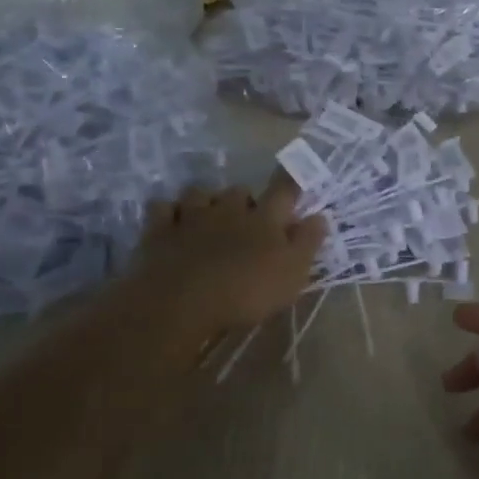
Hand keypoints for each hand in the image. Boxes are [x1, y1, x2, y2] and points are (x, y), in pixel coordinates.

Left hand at [125, 179, 326, 346]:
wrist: (182, 302)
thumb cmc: (246, 291)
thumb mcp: (292, 274)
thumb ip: (307, 243)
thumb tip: (319, 216)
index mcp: (264, 219)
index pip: (284, 191)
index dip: (291, 182)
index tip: (295, 177)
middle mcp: (229, 209)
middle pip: (240, 190)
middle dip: (246, 200)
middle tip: (248, 219)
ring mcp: (192, 216)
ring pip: (200, 193)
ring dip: (206, 200)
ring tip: (208, 215)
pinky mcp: (160, 230)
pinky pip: (162, 207)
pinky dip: (168, 210)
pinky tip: (171, 220)